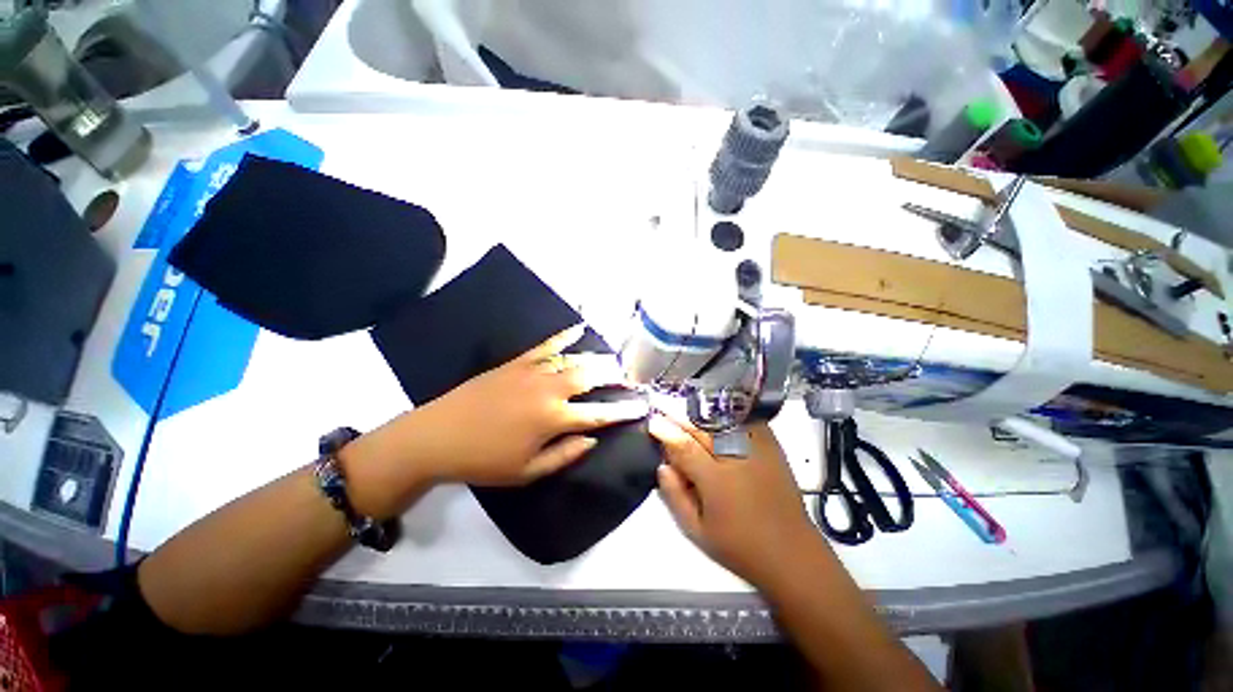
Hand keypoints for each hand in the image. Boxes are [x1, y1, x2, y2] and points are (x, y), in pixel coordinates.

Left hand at [408, 324, 647, 485]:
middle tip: (627, 377)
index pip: (598, 414)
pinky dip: (565, 336)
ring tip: (612, 359)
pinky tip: (579, 328)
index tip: (640, 407)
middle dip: (613, 375)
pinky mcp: (517, 362)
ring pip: (573, 359)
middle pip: (590, 376)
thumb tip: (592, 438)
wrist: (438, 436)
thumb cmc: (484, 461)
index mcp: (553, 419)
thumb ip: (565, 455)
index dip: (622, 411)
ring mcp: (532, 371)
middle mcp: (549, 390)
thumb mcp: (527, 471)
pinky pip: (547, 346)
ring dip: (596, 358)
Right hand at [650, 413, 824, 587]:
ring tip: (684, 411)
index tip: (653, 422)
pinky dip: (726, 413)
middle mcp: (736, 457)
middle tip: (663, 410)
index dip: (665, 431)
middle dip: (678, 417)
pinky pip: (744, 419)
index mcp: (716, 480)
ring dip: (699, 413)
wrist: (791, 553)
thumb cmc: (739, 546)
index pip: (683, 445)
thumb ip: (675, 496)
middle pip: (700, 426)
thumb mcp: (697, 530)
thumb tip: (662, 466)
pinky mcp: (771, 445)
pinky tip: (715, 414)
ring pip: (720, 418)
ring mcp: (756, 448)